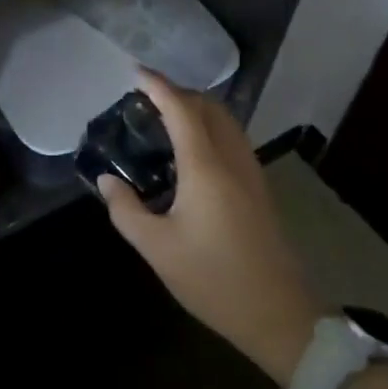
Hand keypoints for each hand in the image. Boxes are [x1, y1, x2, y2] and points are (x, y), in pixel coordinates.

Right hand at [98, 72, 319, 384]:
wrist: (281, 316)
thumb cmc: (214, 279)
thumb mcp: (158, 249)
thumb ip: (127, 210)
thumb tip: (107, 181)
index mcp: (206, 166)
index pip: (182, 109)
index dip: (159, 85)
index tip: (136, 72)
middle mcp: (232, 159)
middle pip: (208, 107)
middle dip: (178, 93)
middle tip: (146, 100)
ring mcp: (251, 172)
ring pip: (225, 121)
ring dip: (197, 110)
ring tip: (166, 120)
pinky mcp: (260, 189)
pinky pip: (233, 140)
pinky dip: (210, 129)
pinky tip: (192, 153)